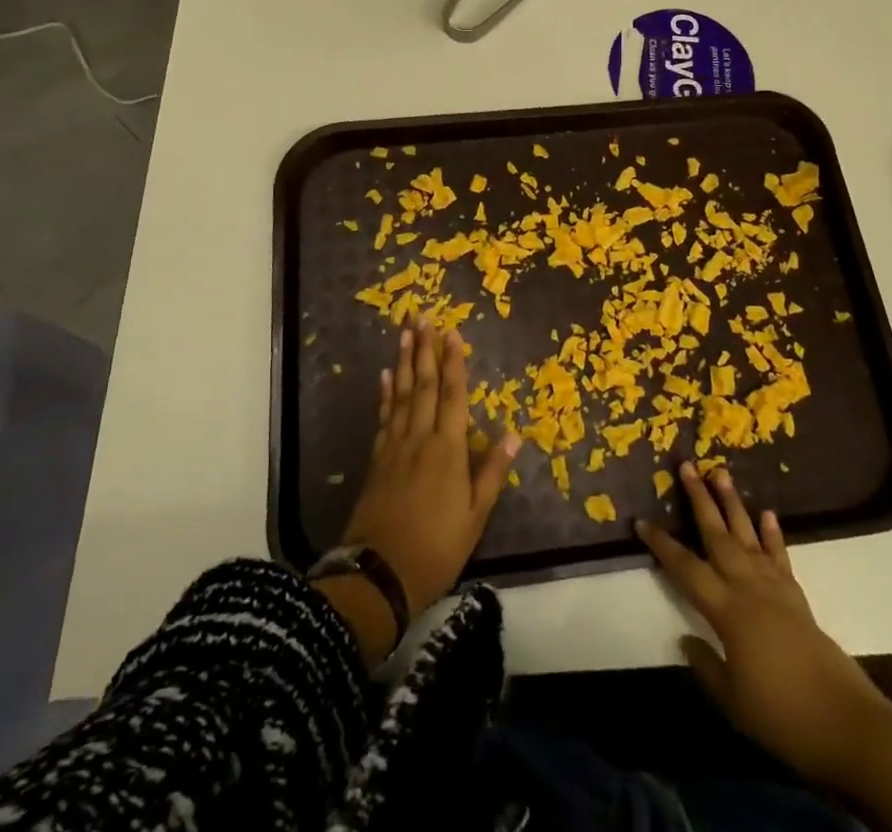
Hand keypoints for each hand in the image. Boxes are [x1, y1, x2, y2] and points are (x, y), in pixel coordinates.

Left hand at [341, 318, 519, 625]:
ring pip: (402, 394)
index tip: (452, 332)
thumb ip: (492, 472)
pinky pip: (384, 417)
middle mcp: (420, 439)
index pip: (454, 395)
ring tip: (405, 333)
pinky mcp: (377, 460)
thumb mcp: (475, 517)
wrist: (378, 575)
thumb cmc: (436, 548)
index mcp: (448, 450)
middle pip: (425, 385)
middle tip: (422, 316)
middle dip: (425, 349)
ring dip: (405, 362)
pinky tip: (386, 376)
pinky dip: (386, 394)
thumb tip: (514, 434)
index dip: (454, 362)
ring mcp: (394, 447)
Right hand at [636, 463, 884, 784]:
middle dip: (700, 499)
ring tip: (721, 472)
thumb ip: (706, 665)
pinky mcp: (797, 597)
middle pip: (718, 536)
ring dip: (732, 503)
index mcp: (727, 610)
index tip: (641, 521)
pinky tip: (767, 514)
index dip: (662, 545)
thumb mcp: (733, 700)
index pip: (685, 569)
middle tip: (687, 465)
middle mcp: (748, 588)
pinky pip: (780, 557)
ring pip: (747, 536)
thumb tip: (686, 638)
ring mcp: (775, 588)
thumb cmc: (781, 715)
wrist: (844, 723)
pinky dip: (773, 534)